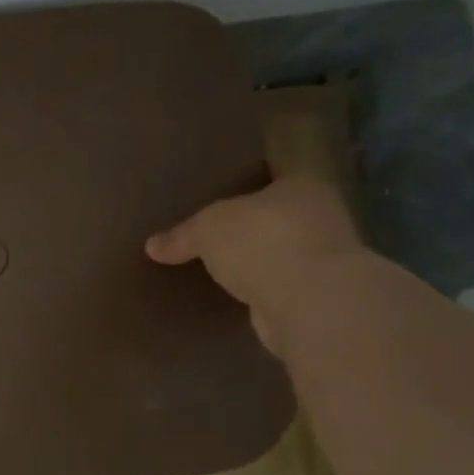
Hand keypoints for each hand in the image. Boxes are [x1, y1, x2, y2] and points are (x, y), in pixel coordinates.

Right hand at [145, 174, 360, 356]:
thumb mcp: (207, 229)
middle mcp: (320, 216)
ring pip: (279, 251)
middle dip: (250, 223)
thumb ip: (182, 235)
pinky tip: (234, 293)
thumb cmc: (262, 242)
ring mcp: (322, 258)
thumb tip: (151, 246)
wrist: (309, 302)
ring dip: (256, 259)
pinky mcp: (315, 296)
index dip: (249, 178)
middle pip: (277, 214)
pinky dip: (259, 288)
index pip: (274, 173)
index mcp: (302, 185)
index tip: (223, 187)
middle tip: (213, 230)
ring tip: (219, 265)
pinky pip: (277, 284)